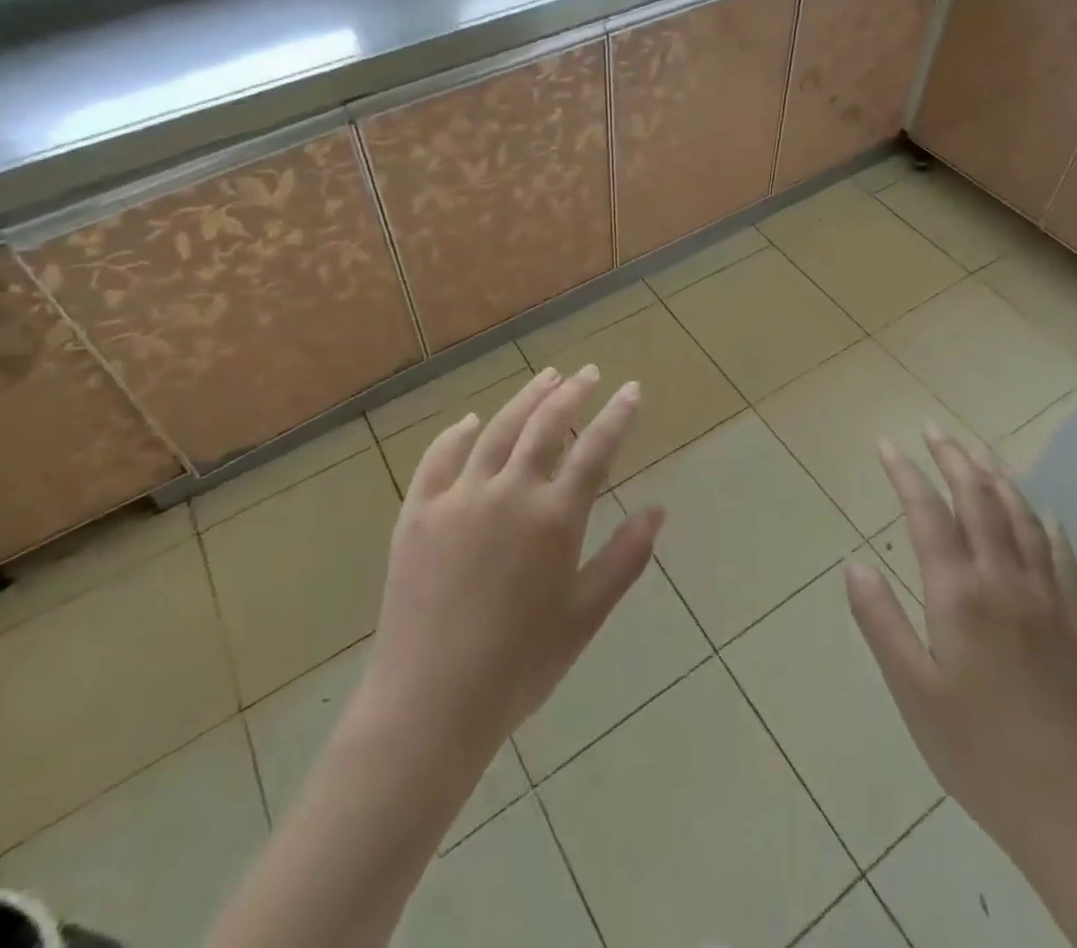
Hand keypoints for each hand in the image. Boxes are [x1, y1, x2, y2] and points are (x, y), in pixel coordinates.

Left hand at [360, 365, 664, 758]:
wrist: (430, 703)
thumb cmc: (520, 666)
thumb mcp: (585, 616)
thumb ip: (624, 558)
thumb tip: (658, 509)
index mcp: (554, 518)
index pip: (595, 449)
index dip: (618, 415)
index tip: (631, 389)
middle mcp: (508, 492)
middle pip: (545, 425)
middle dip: (572, 393)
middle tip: (588, 373)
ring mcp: (459, 497)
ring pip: (497, 430)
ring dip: (525, 398)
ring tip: (546, 377)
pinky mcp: (418, 511)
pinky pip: (439, 458)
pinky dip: (457, 433)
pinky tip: (470, 420)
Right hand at [846, 427, 1076, 873]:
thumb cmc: (980, 753)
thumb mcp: (913, 692)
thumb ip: (880, 623)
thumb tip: (854, 565)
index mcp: (959, 595)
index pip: (928, 514)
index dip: (905, 473)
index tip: (887, 444)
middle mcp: (1006, 583)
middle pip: (979, 500)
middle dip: (953, 458)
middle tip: (933, 428)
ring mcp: (1049, 601)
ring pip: (1023, 519)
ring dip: (997, 479)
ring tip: (979, 454)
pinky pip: (1064, 559)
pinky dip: (1048, 526)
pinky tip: (1045, 514)